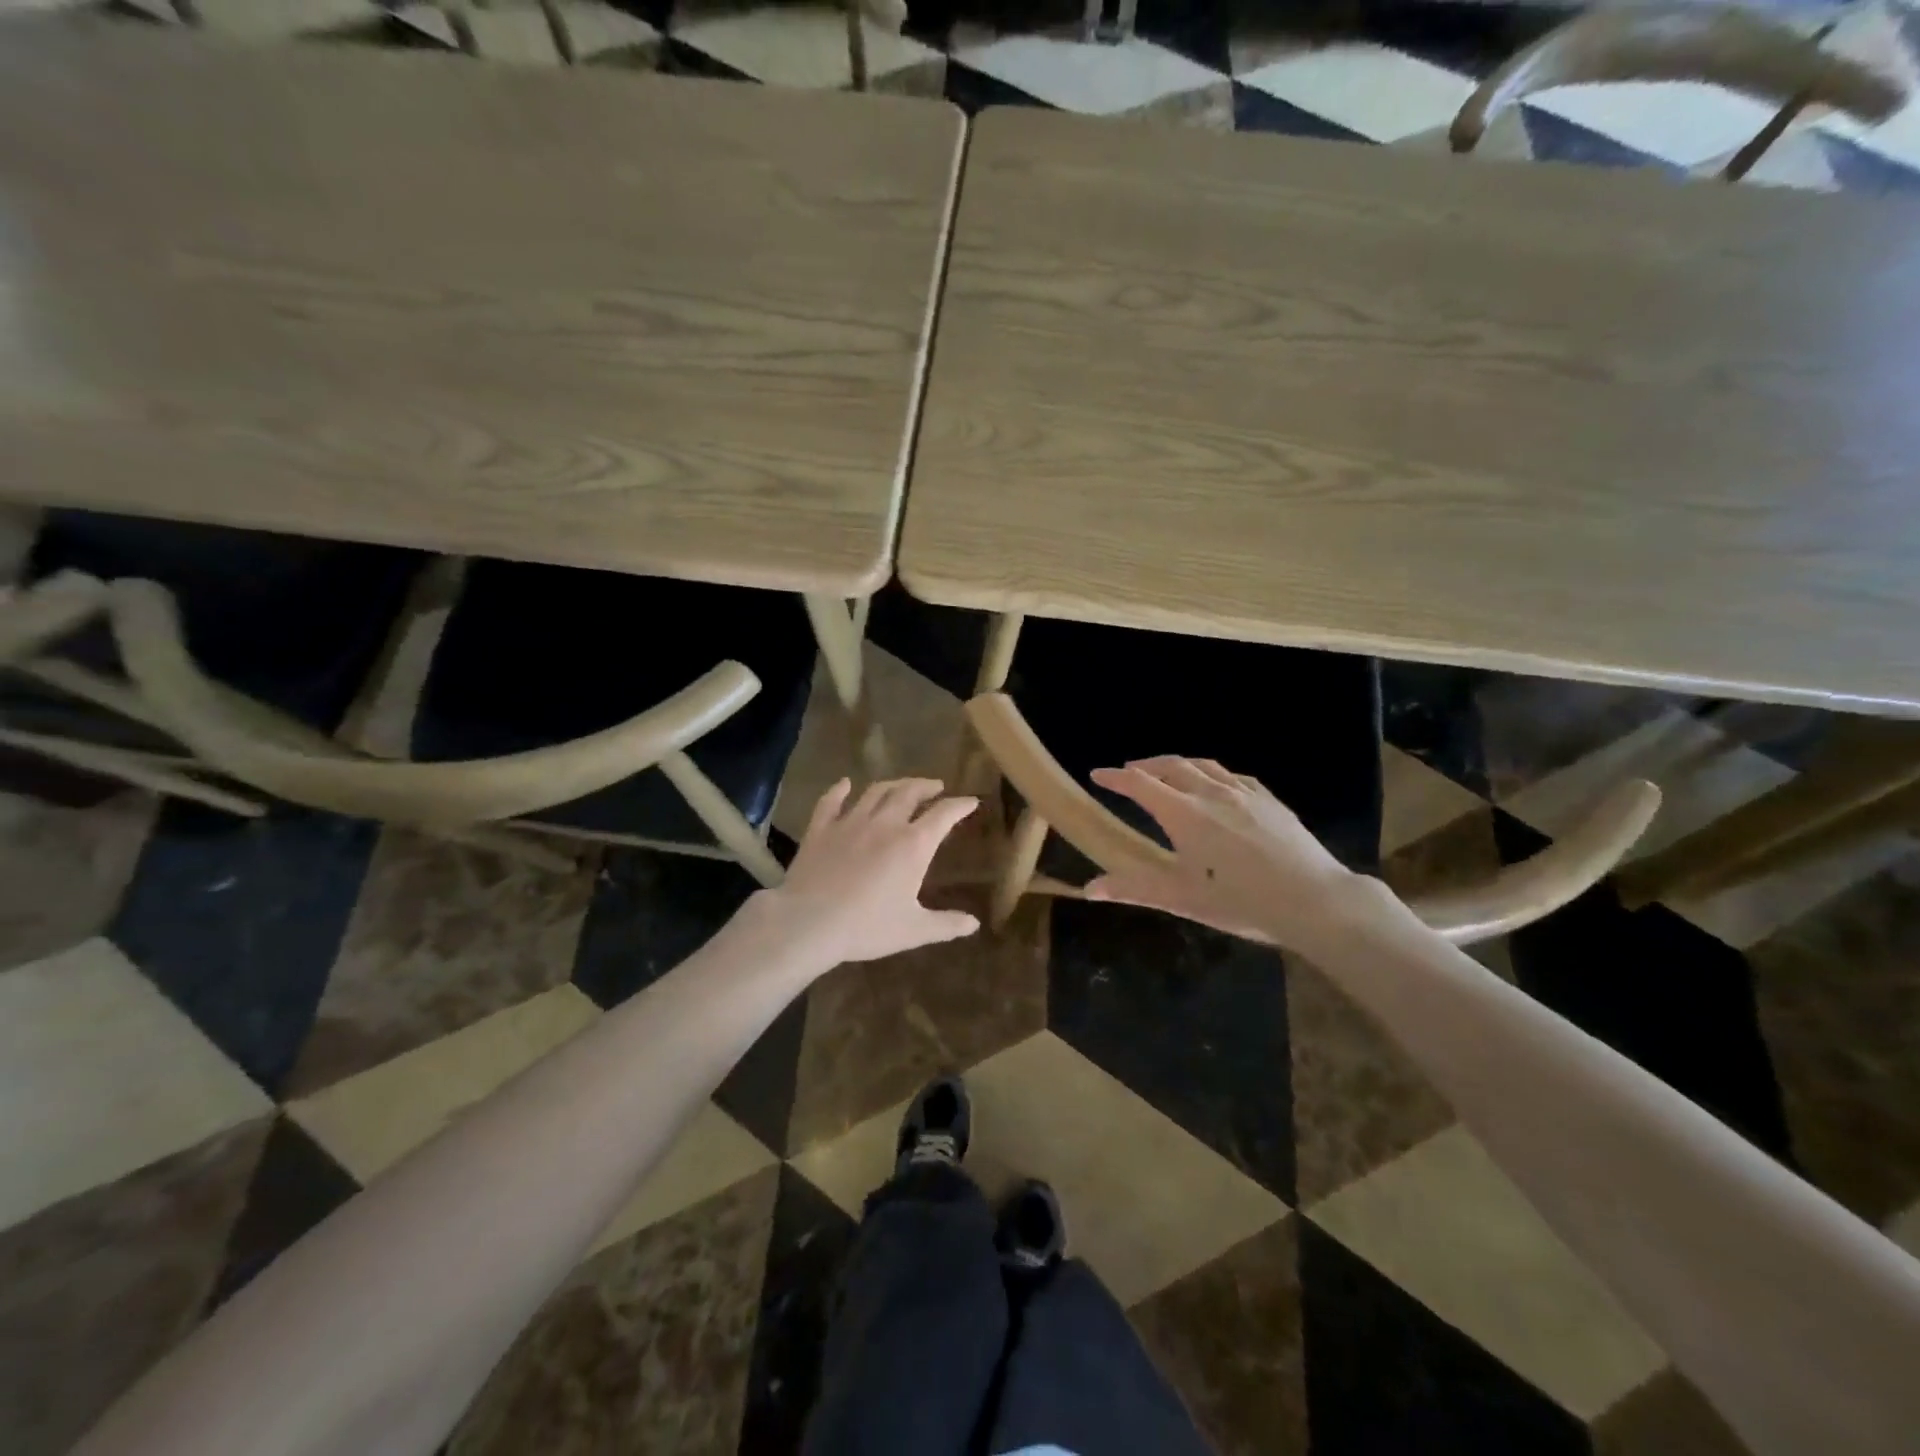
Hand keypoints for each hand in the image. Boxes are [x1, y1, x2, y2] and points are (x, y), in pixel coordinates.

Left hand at [760, 778, 979, 966]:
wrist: (809, 923)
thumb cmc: (867, 927)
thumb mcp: (914, 930)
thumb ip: (946, 925)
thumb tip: (974, 924)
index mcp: (913, 845)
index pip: (944, 815)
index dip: (960, 806)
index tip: (971, 801)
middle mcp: (885, 824)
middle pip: (909, 793)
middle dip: (926, 786)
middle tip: (936, 786)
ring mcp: (850, 822)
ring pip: (876, 792)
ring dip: (893, 784)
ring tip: (902, 785)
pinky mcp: (820, 829)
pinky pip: (831, 801)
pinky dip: (839, 790)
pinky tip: (844, 784)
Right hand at [1086, 757, 1371, 950]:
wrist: (1315, 901)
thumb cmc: (1241, 902)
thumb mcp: (1182, 899)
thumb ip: (1133, 888)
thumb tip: (1088, 889)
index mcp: (1184, 814)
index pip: (1141, 785)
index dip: (1116, 778)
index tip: (1097, 774)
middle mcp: (1211, 794)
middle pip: (1171, 766)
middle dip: (1145, 766)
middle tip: (1129, 771)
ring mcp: (1244, 793)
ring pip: (1203, 766)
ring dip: (1178, 764)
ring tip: (1167, 770)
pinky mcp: (1269, 800)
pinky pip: (1232, 775)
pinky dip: (1212, 773)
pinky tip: (1216, 783)